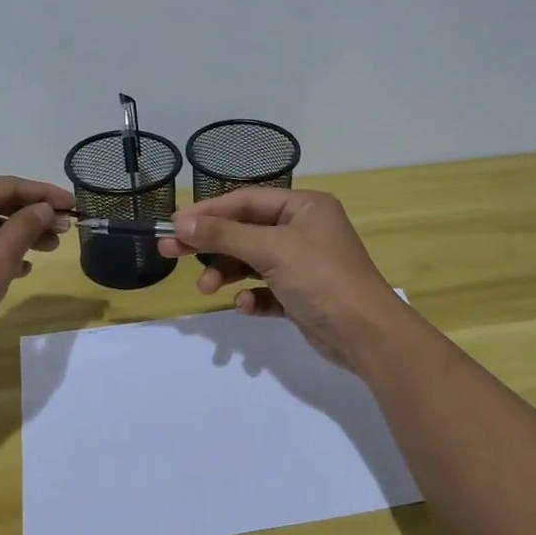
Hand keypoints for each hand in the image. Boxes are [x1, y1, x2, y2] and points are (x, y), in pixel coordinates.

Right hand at [158, 187, 410, 368]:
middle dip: (210, 243)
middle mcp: (303, 230)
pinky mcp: (301, 295)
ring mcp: (303, 264)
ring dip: (227, 273)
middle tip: (170, 251)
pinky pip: (266, 290)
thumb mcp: (270, 250)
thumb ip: (224, 235)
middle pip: (245, 230)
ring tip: (207, 289)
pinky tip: (246, 305)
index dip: (209, 211)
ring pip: (252, 262)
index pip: (246, 200)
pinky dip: (252, 296)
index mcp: (304, 207)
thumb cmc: (320, 278)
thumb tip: (181, 223)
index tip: (174, 225)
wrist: (365, 334)